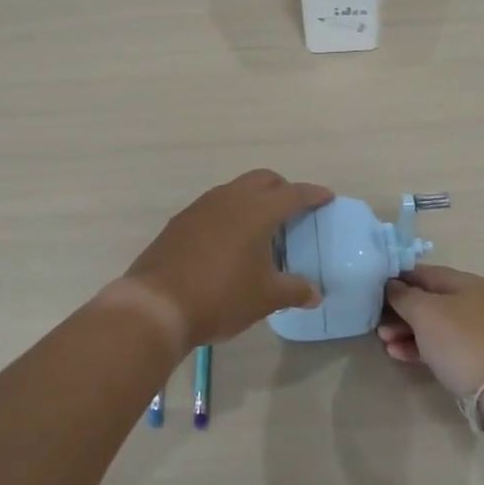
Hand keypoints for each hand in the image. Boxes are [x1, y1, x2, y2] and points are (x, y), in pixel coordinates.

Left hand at [123, 170, 333, 348]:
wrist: (156, 305)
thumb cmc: (220, 297)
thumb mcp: (265, 298)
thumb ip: (294, 291)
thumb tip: (314, 293)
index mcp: (257, 211)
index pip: (293, 194)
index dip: (313, 195)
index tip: (327, 197)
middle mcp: (230, 198)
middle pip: (263, 180)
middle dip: (282, 189)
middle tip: (294, 210)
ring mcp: (201, 207)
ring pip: (236, 189)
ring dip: (253, 199)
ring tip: (262, 227)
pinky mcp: (181, 221)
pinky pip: (215, 206)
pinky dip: (231, 213)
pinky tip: (230, 240)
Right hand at [377, 264, 483, 398]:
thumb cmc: (459, 341)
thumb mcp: (424, 312)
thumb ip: (403, 295)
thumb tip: (392, 285)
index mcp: (466, 283)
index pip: (425, 273)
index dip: (398, 278)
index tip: (374, 289)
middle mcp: (474, 302)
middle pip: (428, 300)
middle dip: (400, 310)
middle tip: (376, 321)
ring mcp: (476, 331)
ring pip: (433, 324)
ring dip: (405, 330)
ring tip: (383, 340)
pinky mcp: (474, 356)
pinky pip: (440, 345)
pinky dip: (419, 346)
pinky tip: (397, 354)